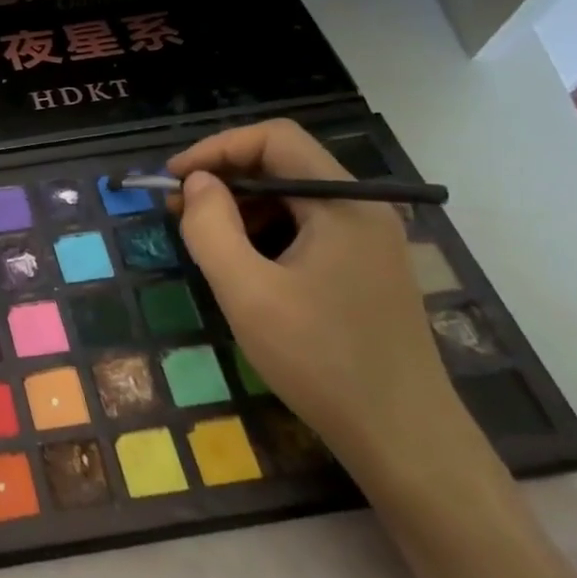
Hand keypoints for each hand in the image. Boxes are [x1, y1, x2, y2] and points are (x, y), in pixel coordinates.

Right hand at [166, 120, 473, 480]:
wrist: (403, 438)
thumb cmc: (321, 359)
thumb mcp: (247, 291)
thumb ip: (210, 227)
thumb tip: (196, 184)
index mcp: (342, 203)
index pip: (275, 139)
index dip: (217, 149)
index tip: (174, 179)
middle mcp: (361, 209)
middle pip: (283, 164)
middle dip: (223, 178)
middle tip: (177, 211)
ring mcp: (367, 240)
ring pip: (291, 197)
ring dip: (240, 207)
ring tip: (201, 239)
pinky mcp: (363, 268)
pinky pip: (305, 228)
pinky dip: (263, 232)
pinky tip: (240, 265)